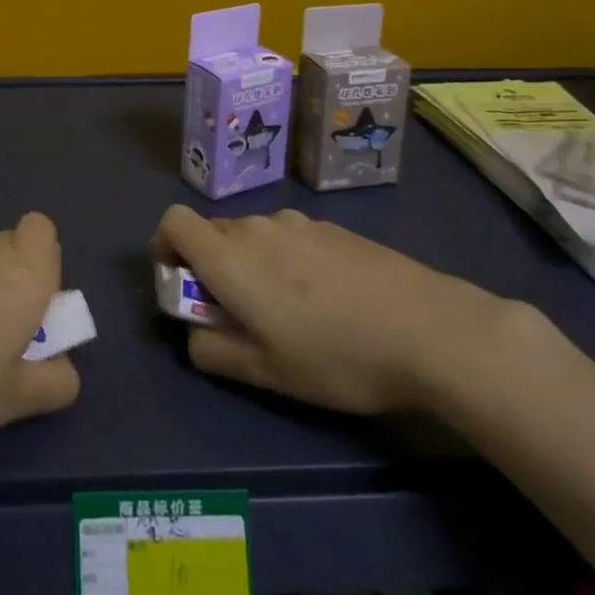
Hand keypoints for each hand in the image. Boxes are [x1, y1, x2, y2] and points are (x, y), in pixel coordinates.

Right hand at [154, 205, 520, 415]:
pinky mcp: (331, 227)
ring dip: (250, 265)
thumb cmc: (336, 356)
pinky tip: (328, 301)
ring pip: (252, 236)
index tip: (183, 286)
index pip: (172, 221)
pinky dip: (287, 261)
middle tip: (239, 316)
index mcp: (229, 257)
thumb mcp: (266, 373)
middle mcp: (256, 227)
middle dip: (210, 267)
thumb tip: (194, 335)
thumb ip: (212, 352)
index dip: (166, 249)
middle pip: (212, 231)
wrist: (428, 328)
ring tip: (290, 314)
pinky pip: (289, 236)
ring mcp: (297, 222)